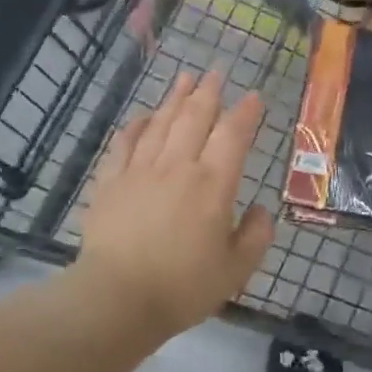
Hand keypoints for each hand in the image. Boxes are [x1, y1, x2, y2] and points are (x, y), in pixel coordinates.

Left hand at [75, 70, 274, 339]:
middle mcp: (178, 166)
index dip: (246, 113)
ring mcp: (140, 170)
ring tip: (185, 79)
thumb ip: (256, 236)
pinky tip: (142, 116)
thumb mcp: (236, 269)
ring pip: (161, 123)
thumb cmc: (183, 287)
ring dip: (175, 99)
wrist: (117, 298)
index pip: (233, 136)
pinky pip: (124, 143)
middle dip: (209, 92)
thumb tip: (261, 210)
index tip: (254, 97)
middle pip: (195, 117)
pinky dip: (135, 125)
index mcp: (213, 185)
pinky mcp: (111, 182)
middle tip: (216, 73)